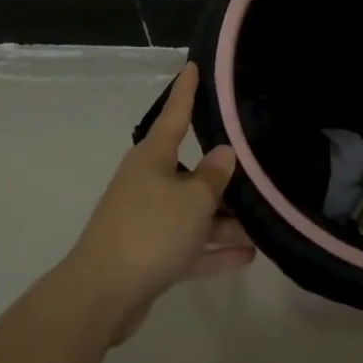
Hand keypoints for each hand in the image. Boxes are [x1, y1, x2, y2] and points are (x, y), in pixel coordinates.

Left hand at [61, 63, 253, 342]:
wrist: (102, 296)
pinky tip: (246, 256)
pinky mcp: (148, 256)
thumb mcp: (193, 200)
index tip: (193, 67)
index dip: (186, 92)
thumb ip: (214, 176)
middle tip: (257, 173)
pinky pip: (188, 246)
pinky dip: (213, 251)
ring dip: (224, 222)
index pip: (174, 115)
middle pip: (191, 173)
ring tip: (261, 228)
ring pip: (192, 213)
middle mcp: (147, 184)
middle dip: (223, 180)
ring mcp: (147, 221)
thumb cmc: (150, 231)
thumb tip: (224, 153)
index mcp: (152, 159)